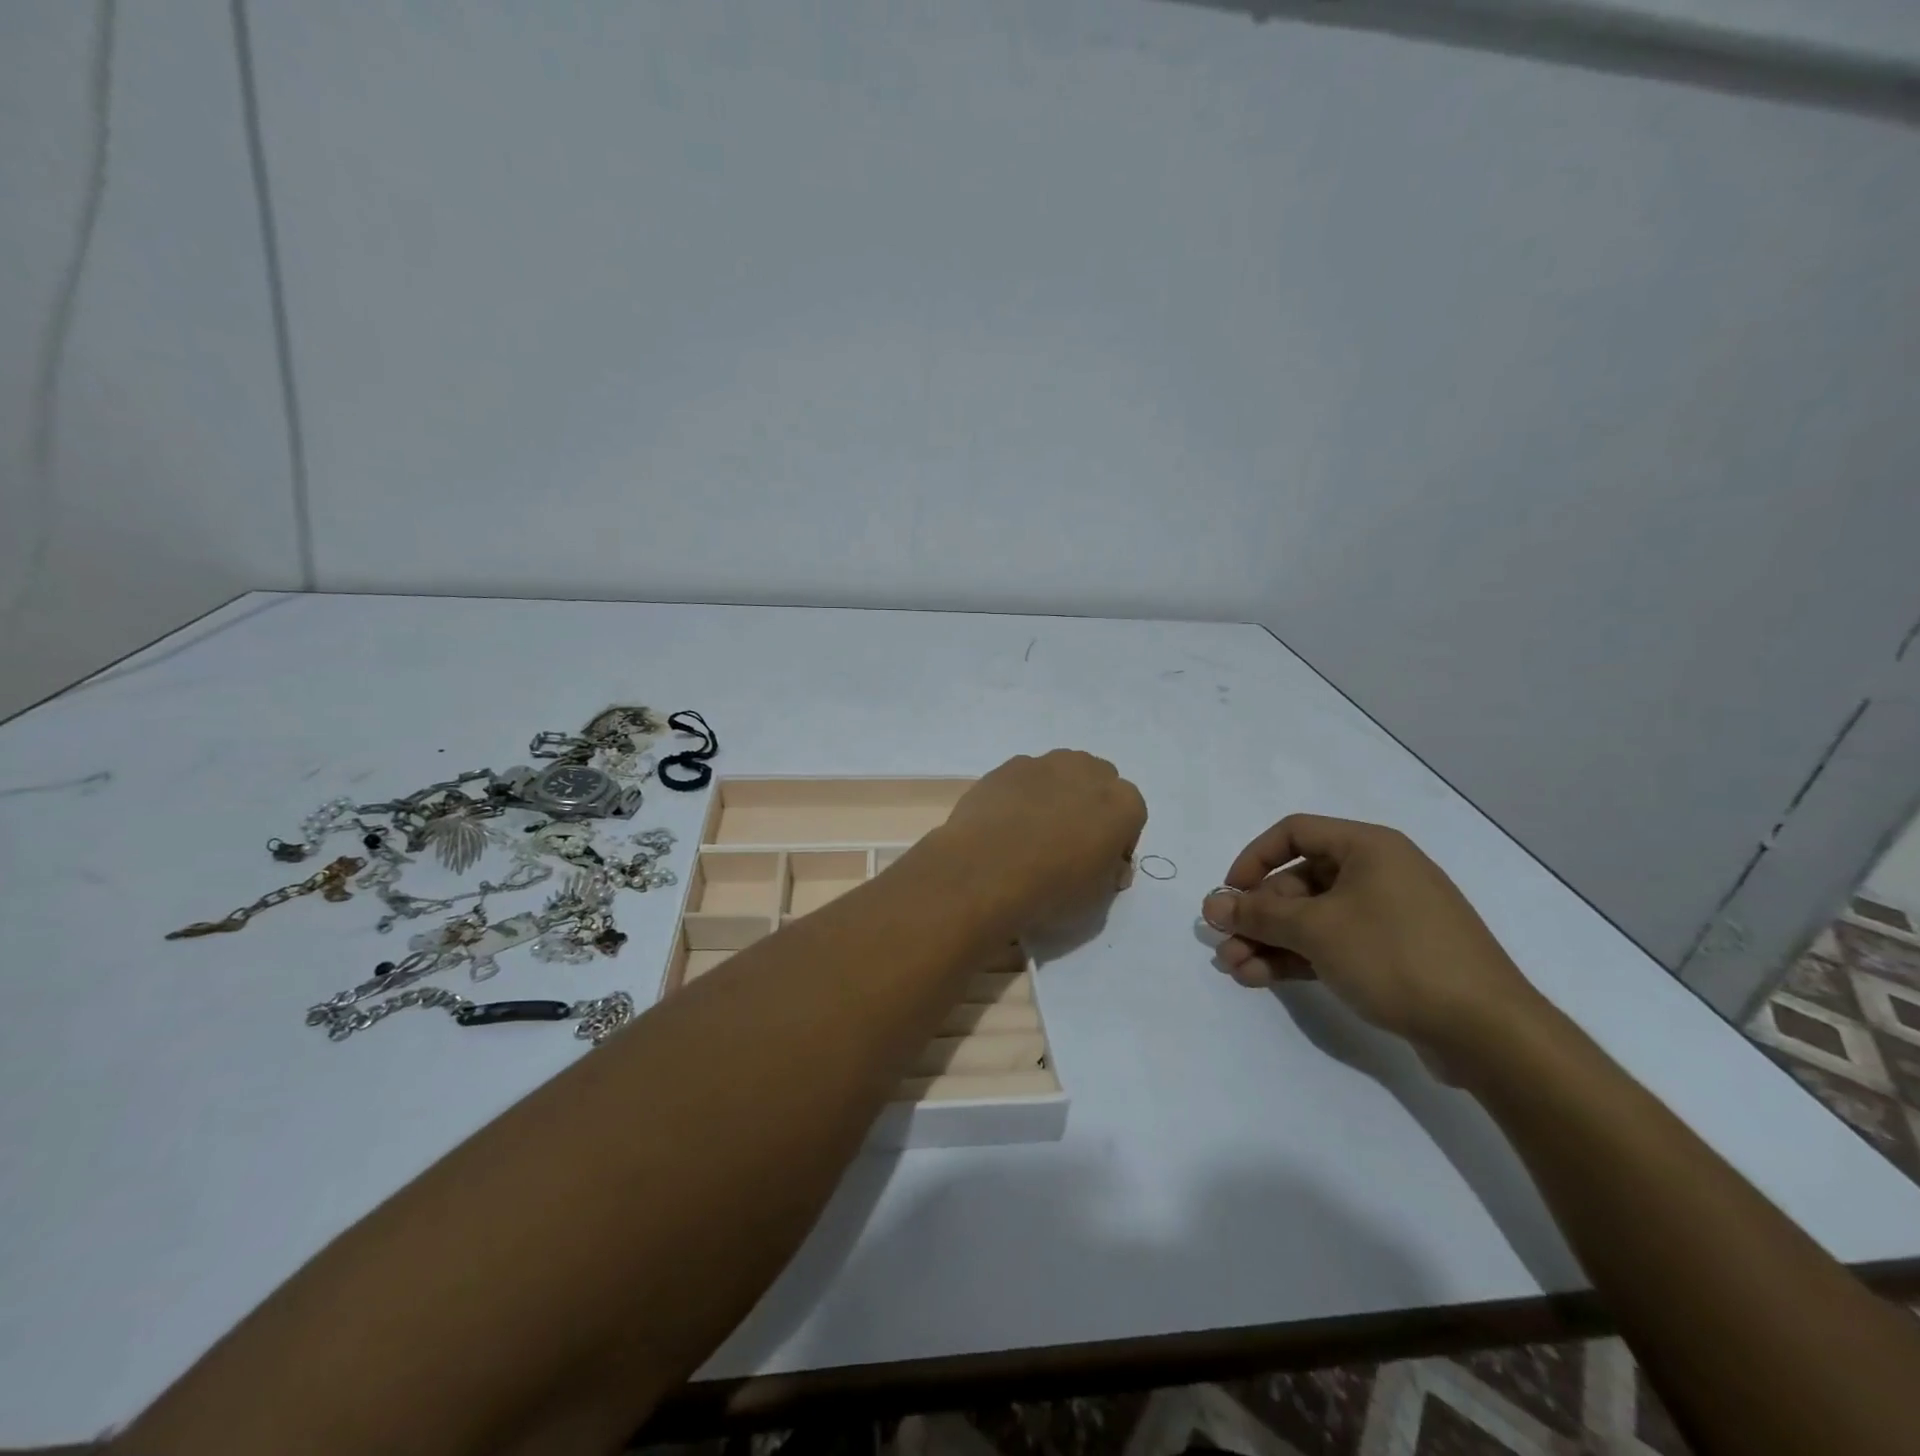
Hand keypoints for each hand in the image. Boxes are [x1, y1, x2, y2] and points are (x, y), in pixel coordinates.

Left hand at [927, 751, 1145, 938]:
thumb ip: (1110, 872)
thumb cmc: (1052, 889)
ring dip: (1057, 795)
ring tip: (1034, 831)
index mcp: (1123, 803)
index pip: (1131, 817)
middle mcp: (1090, 772)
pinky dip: (1022, 795)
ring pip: (1061, 774)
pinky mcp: (1009, 766)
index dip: (1116, 842)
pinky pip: (1025, 778)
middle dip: (1090, 807)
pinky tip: (1006, 823)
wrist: (985, 872)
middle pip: (1098, 784)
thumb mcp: (1097, 899)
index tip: (1099, 864)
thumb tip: (1108, 863)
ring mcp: (1046, 764)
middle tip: (1069, 842)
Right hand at [1200, 814, 1543, 1066]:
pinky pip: (1333, 945)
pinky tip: (1262, 979)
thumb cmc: (1395, 956)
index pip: (1293, 833)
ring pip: (1312, 919)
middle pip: (1298, 882)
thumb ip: (1258, 915)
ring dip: (1270, 942)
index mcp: (1368, 847)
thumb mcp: (1316, 930)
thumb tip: (1212, 905)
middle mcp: (1378, 873)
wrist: (1488, 1033)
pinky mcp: (1394, 956)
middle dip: (1257, 916)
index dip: (1253, 859)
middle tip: (1225, 943)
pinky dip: (1298, 958)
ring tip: (1235, 969)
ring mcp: (1388, 916)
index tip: (1229, 895)